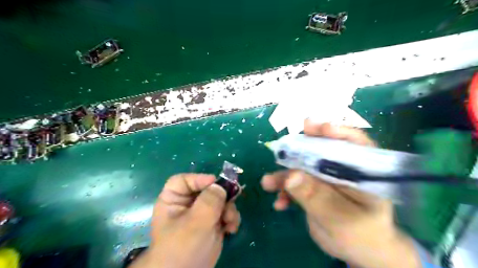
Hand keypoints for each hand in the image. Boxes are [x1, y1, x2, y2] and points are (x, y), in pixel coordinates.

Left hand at [130, 173, 240, 267]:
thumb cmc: (182, 247)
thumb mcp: (195, 222)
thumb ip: (209, 201)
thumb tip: (221, 186)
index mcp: (173, 200)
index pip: (183, 180)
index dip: (198, 179)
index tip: (215, 183)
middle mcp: (188, 204)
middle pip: (207, 188)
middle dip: (221, 196)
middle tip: (232, 201)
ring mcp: (202, 213)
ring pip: (220, 200)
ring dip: (229, 209)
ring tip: (230, 221)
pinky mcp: (213, 223)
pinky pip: (225, 213)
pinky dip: (231, 219)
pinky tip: (231, 229)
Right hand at [261, 120, 421, 267]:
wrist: (356, 250)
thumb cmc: (361, 235)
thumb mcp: (340, 219)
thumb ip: (316, 197)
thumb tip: (291, 175)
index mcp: (362, 171)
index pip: (353, 142)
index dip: (334, 131)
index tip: (314, 126)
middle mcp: (342, 168)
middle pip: (320, 150)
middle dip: (299, 150)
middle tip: (282, 147)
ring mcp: (325, 176)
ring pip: (302, 166)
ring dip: (284, 174)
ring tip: (268, 183)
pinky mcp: (312, 186)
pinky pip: (295, 183)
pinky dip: (285, 190)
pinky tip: (279, 203)